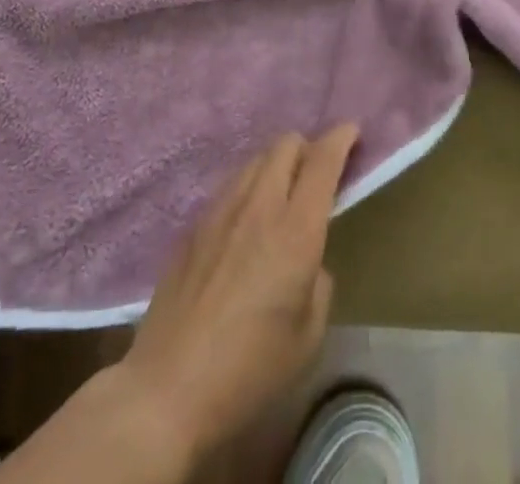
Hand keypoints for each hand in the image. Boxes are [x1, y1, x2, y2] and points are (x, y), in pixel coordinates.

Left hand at [114, 125, 358, 465]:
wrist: (168, 388)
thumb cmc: (250, 370)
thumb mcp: (308, 336)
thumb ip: (318, 283)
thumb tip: (308, 261)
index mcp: (296, 231)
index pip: (322, 161)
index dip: (340, 139)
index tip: (351, 132)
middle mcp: (259, 206)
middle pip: (285, 145)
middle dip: (307, 148)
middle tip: (317, 173)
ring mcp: (220, 210)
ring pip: (255, 160)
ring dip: (276, 164)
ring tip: (282, 193)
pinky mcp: (194, 225)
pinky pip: (229, 185)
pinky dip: (249, 186)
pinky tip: (246, 220)